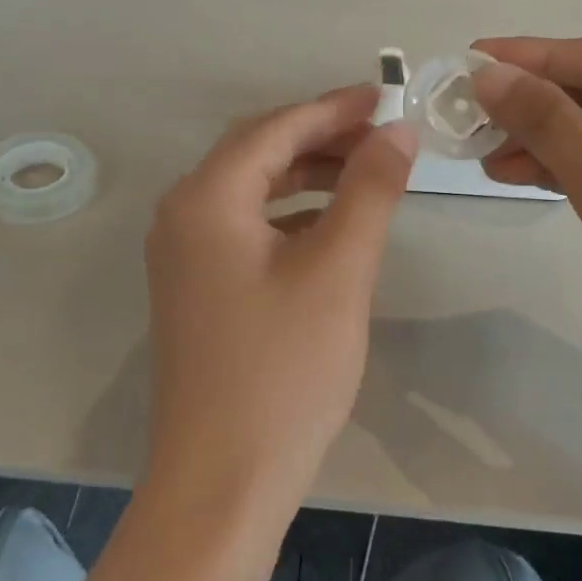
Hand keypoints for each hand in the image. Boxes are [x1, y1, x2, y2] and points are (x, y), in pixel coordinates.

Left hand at [143, 85, 416, 521]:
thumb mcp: (338, 270)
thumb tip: (398, 129)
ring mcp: (184, 255)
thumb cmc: (283, 370)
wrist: (221, 484)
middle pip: (259, 151)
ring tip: (368, 171)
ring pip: (253, 190)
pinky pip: (248, 226)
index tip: (387, 96)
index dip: (334, 108)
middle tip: (384, 133)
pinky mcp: (197, 288)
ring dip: (309, 173)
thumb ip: (369, 189)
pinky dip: (293, 212)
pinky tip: (333, 224)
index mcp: (207, 199)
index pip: (276, 128)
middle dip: (322, 136)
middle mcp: (183, 215)